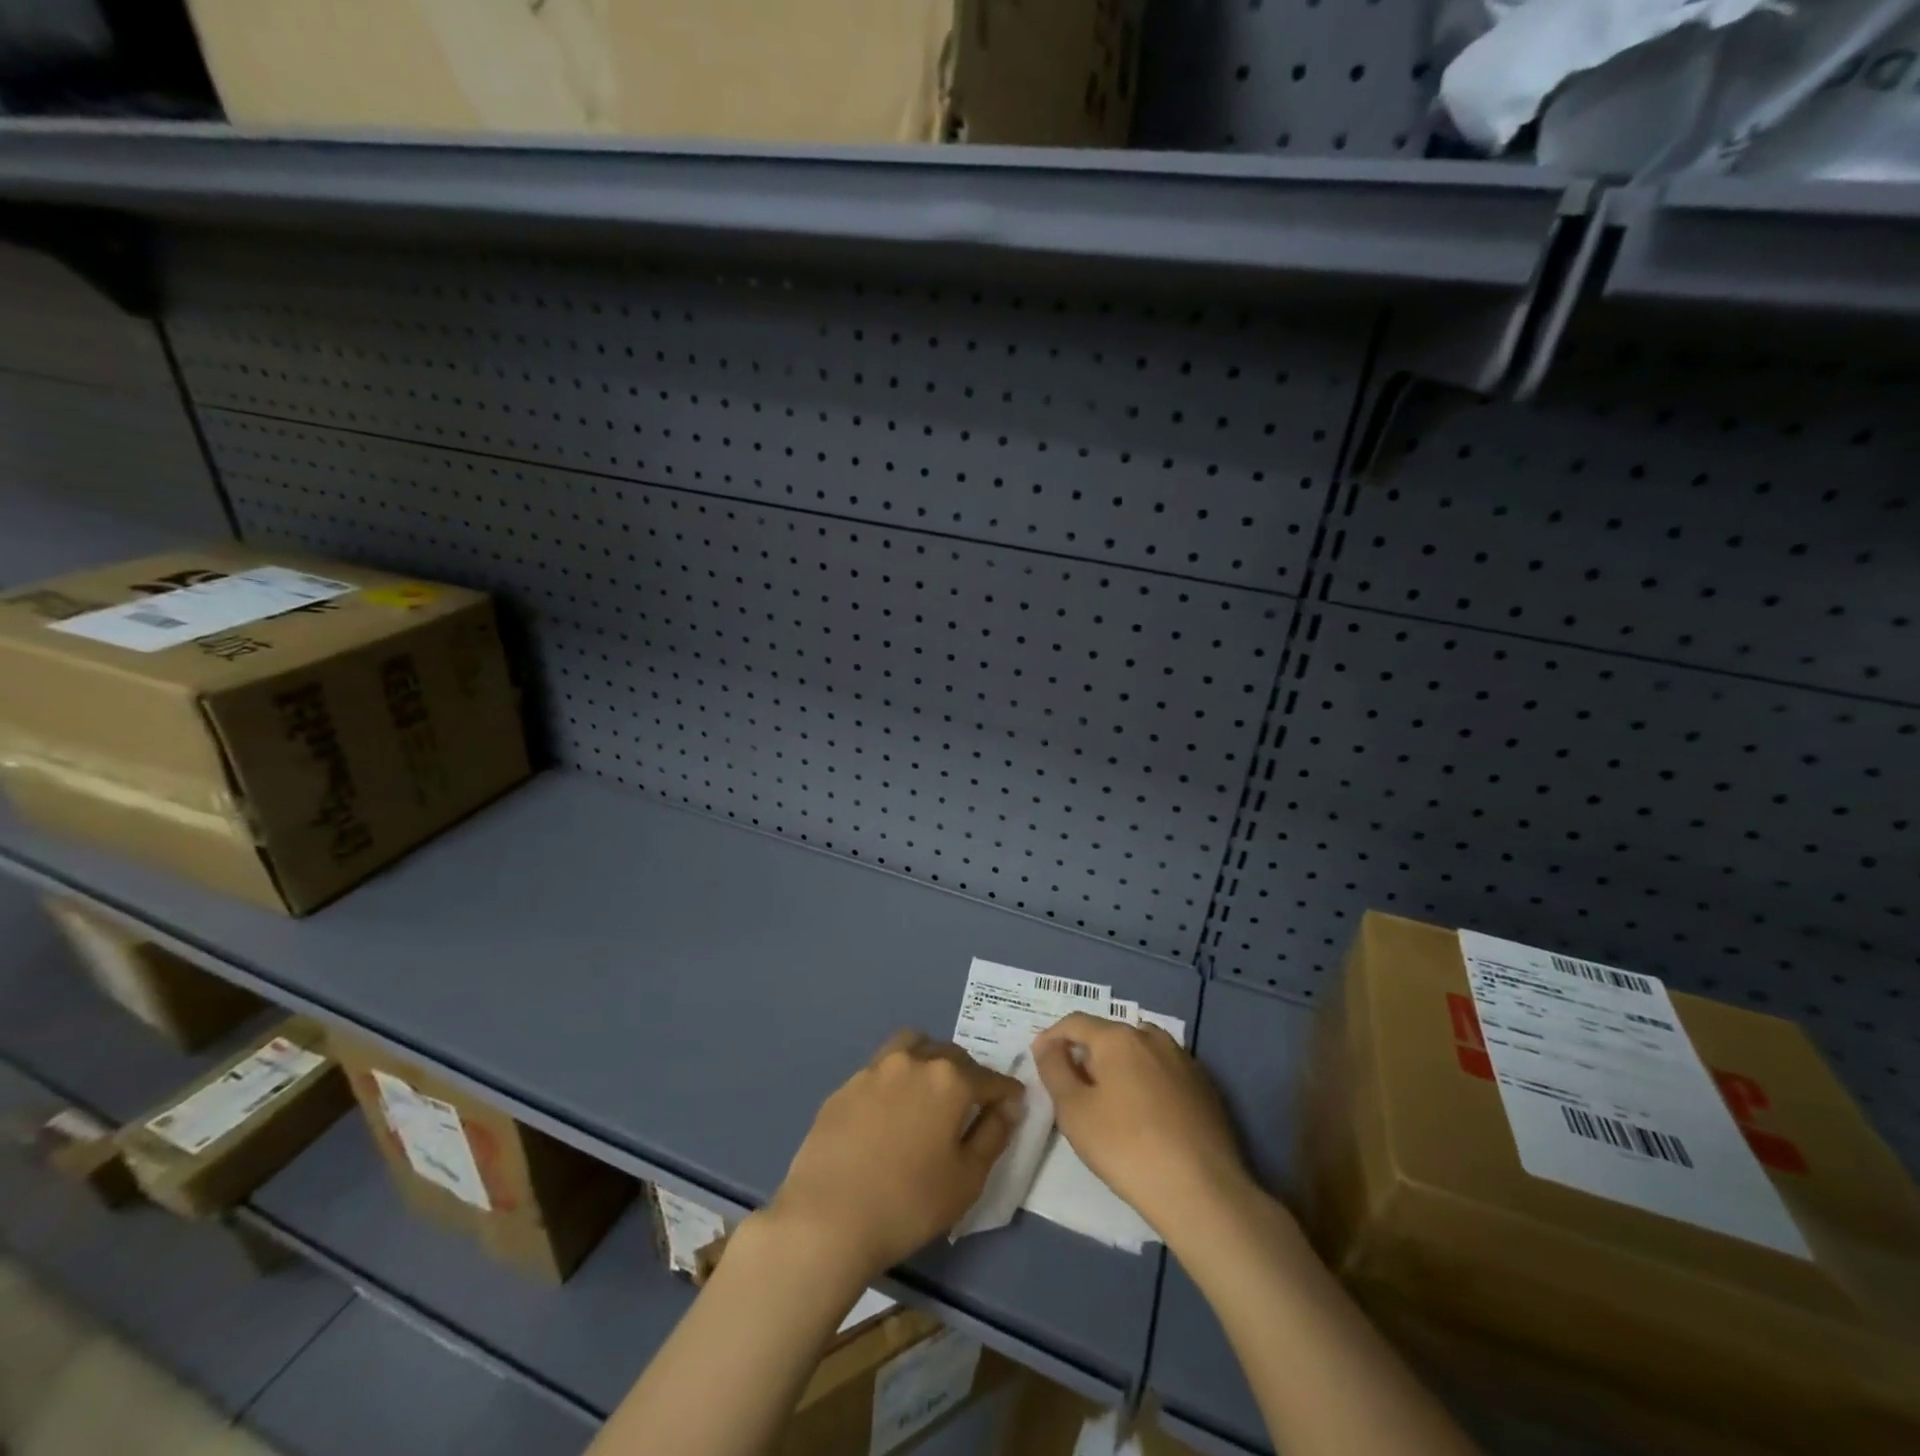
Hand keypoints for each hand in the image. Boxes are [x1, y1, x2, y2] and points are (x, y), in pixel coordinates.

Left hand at [764, 1030, 1021, 1285]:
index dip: (1006, 1092)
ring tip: (929, 1095)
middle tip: (971, 1106)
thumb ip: (994, 1135)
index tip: (1014, 1105)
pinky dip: (895, 1082)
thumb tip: (1008, 1106)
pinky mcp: (845, 1086)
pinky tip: (889, 1116)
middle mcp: (913, 1061)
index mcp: (950, 1079)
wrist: (826, 1218)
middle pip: (951, 1055)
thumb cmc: (909, 1203)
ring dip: (929, 1061)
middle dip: (968, 1074)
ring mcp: (874, 1069)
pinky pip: (881, 1071)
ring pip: (912, 1048)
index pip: (990, 1078)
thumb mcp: (967, 1179)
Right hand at [1033, 1012, 1255, 1245]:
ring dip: (1119, 1067)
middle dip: (1087, 1054)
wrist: (1202, 1192)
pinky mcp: (1205, 1087)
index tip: (1040, 1059)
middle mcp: (1152, 1037)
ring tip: (1109, 1101)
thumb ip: (1054, 1070)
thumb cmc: (1126, 1147)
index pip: (1075, 1023)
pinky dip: (1147, 1083)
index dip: (1052, 1037)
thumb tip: (1047, 1045)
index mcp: (1118, 1037)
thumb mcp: (1074, 1111)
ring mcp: (1184, 1061)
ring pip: (1140, 1052)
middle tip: (1073, 1087)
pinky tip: (1146, 1116)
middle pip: (1109, 1035)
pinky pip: (1164, 1073)